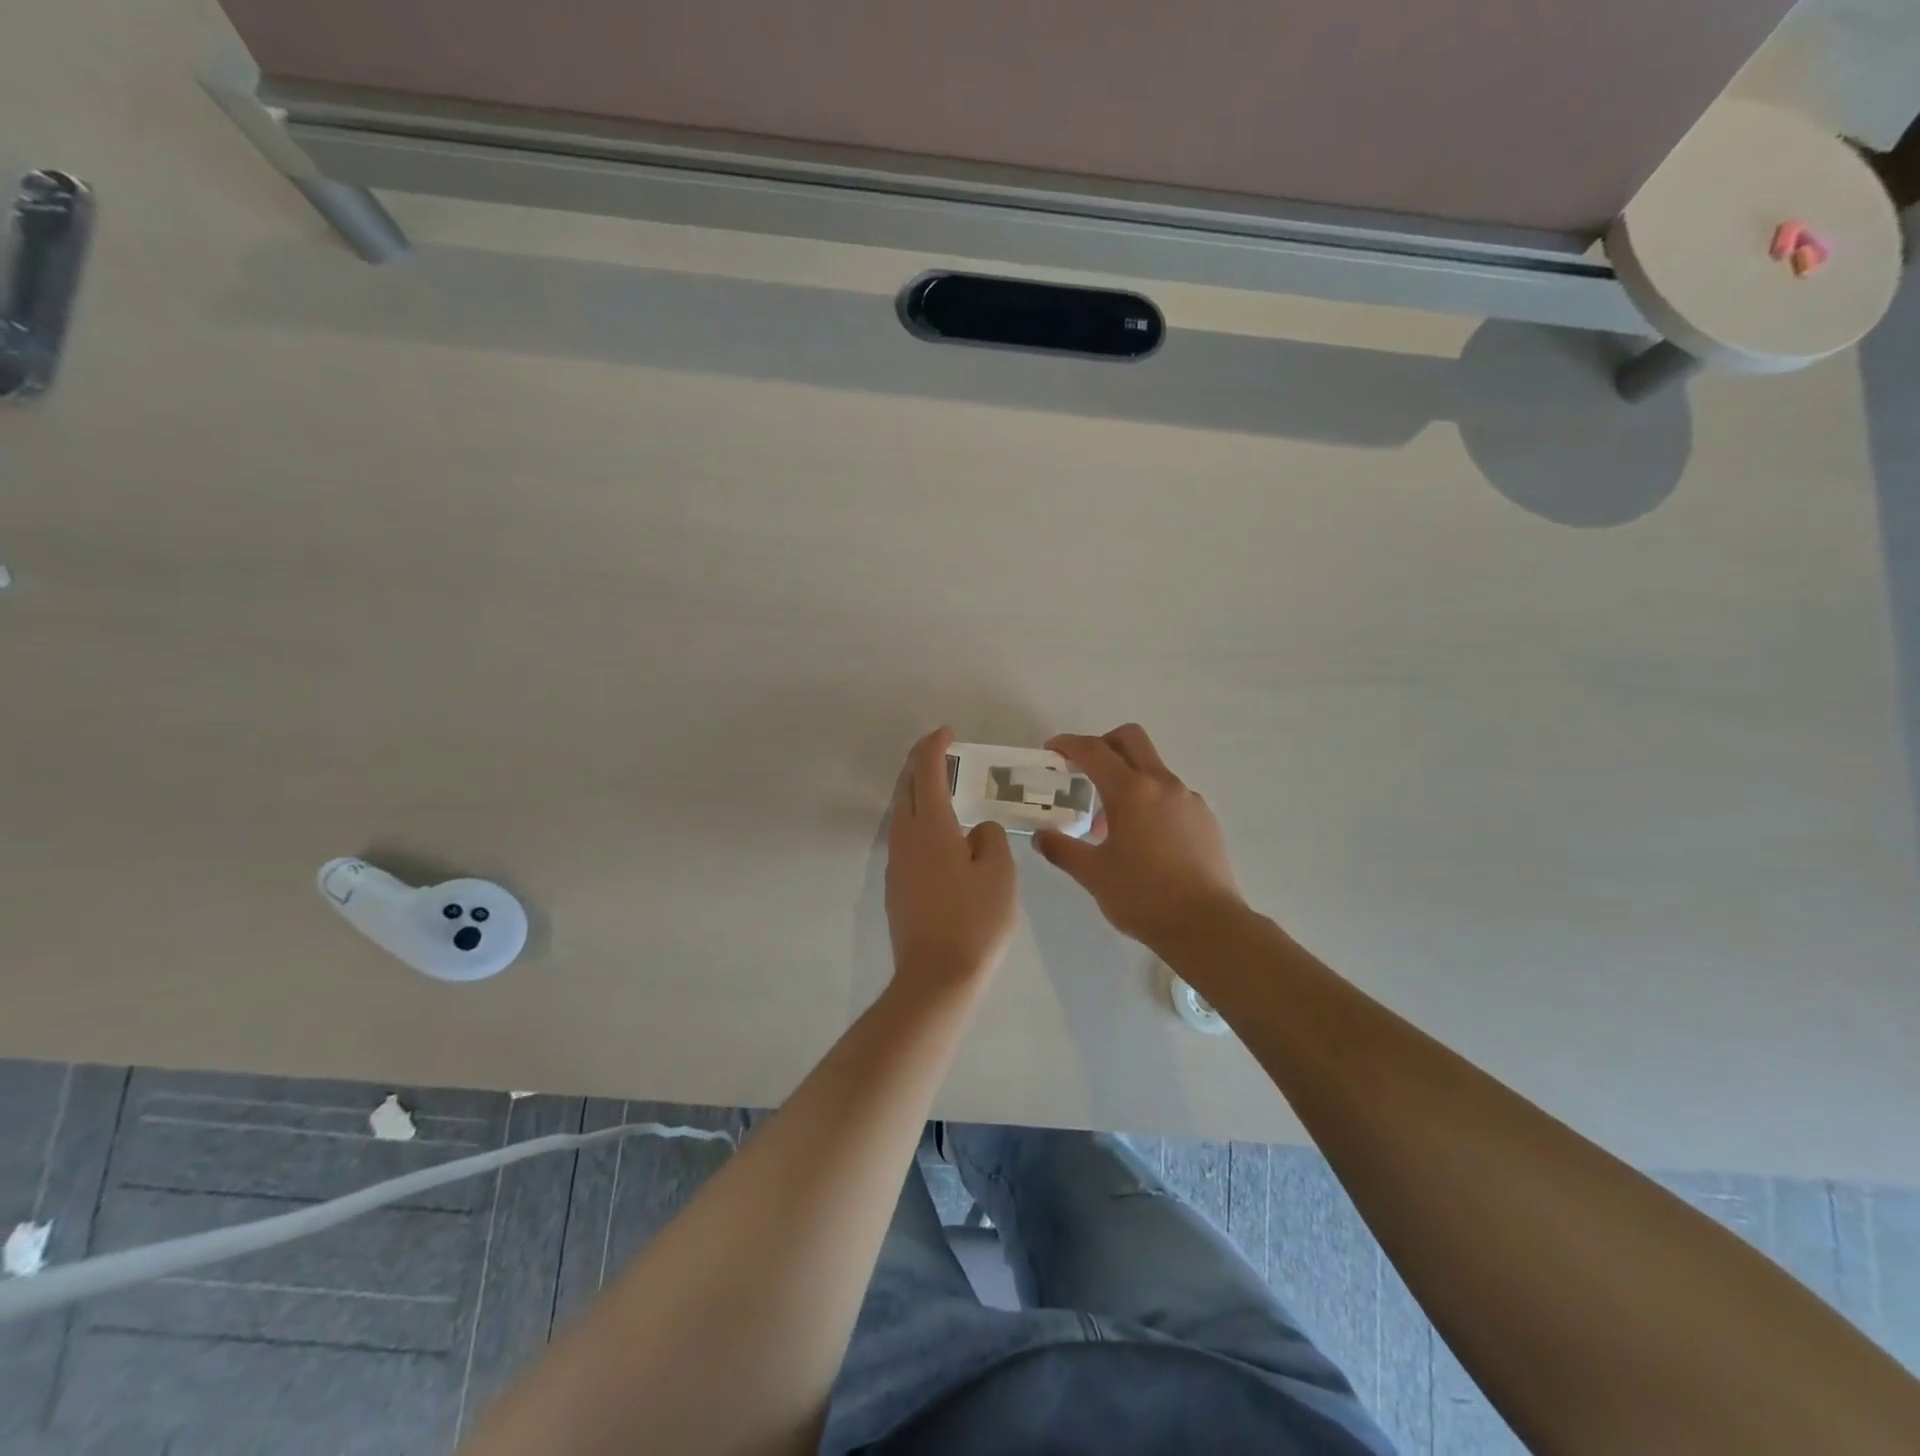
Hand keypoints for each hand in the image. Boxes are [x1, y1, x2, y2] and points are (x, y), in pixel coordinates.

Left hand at [886, 727, 1019, 990]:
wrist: (937, 977)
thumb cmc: (975, 920)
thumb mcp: (999, 873)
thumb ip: (989, 839)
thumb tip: (975, 831)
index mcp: (931, 826)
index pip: (927, 772)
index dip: (934, 747)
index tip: (946, 731)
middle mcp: (906, 837)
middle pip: (906, 787)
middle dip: (920, 763)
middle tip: (940, 751)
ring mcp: (897, 863)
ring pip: (902, 812)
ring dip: (917, 791)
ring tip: (942, 786)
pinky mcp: (897, 885)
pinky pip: (905, 836)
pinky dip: (919, 818)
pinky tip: (939, 831)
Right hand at [1034, 724, 1246, 950]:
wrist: (1207, 926)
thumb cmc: (1143, 896)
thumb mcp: (1093, 874)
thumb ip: (1062, 849)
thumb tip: (1041, 837)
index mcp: (1131, 791)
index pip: (1093, 750)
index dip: (1068, 744)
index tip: (1052, 750)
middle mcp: (1162, 784)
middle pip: (1131, 739)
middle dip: (1104, 744)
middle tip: (1085, 769)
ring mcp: (1189, 799)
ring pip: (1153, 769)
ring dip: (1128, 779)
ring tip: (1111, 823)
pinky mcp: (1206, 819)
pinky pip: (1172, 795)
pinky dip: (1151, 801)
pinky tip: (1144, 840)